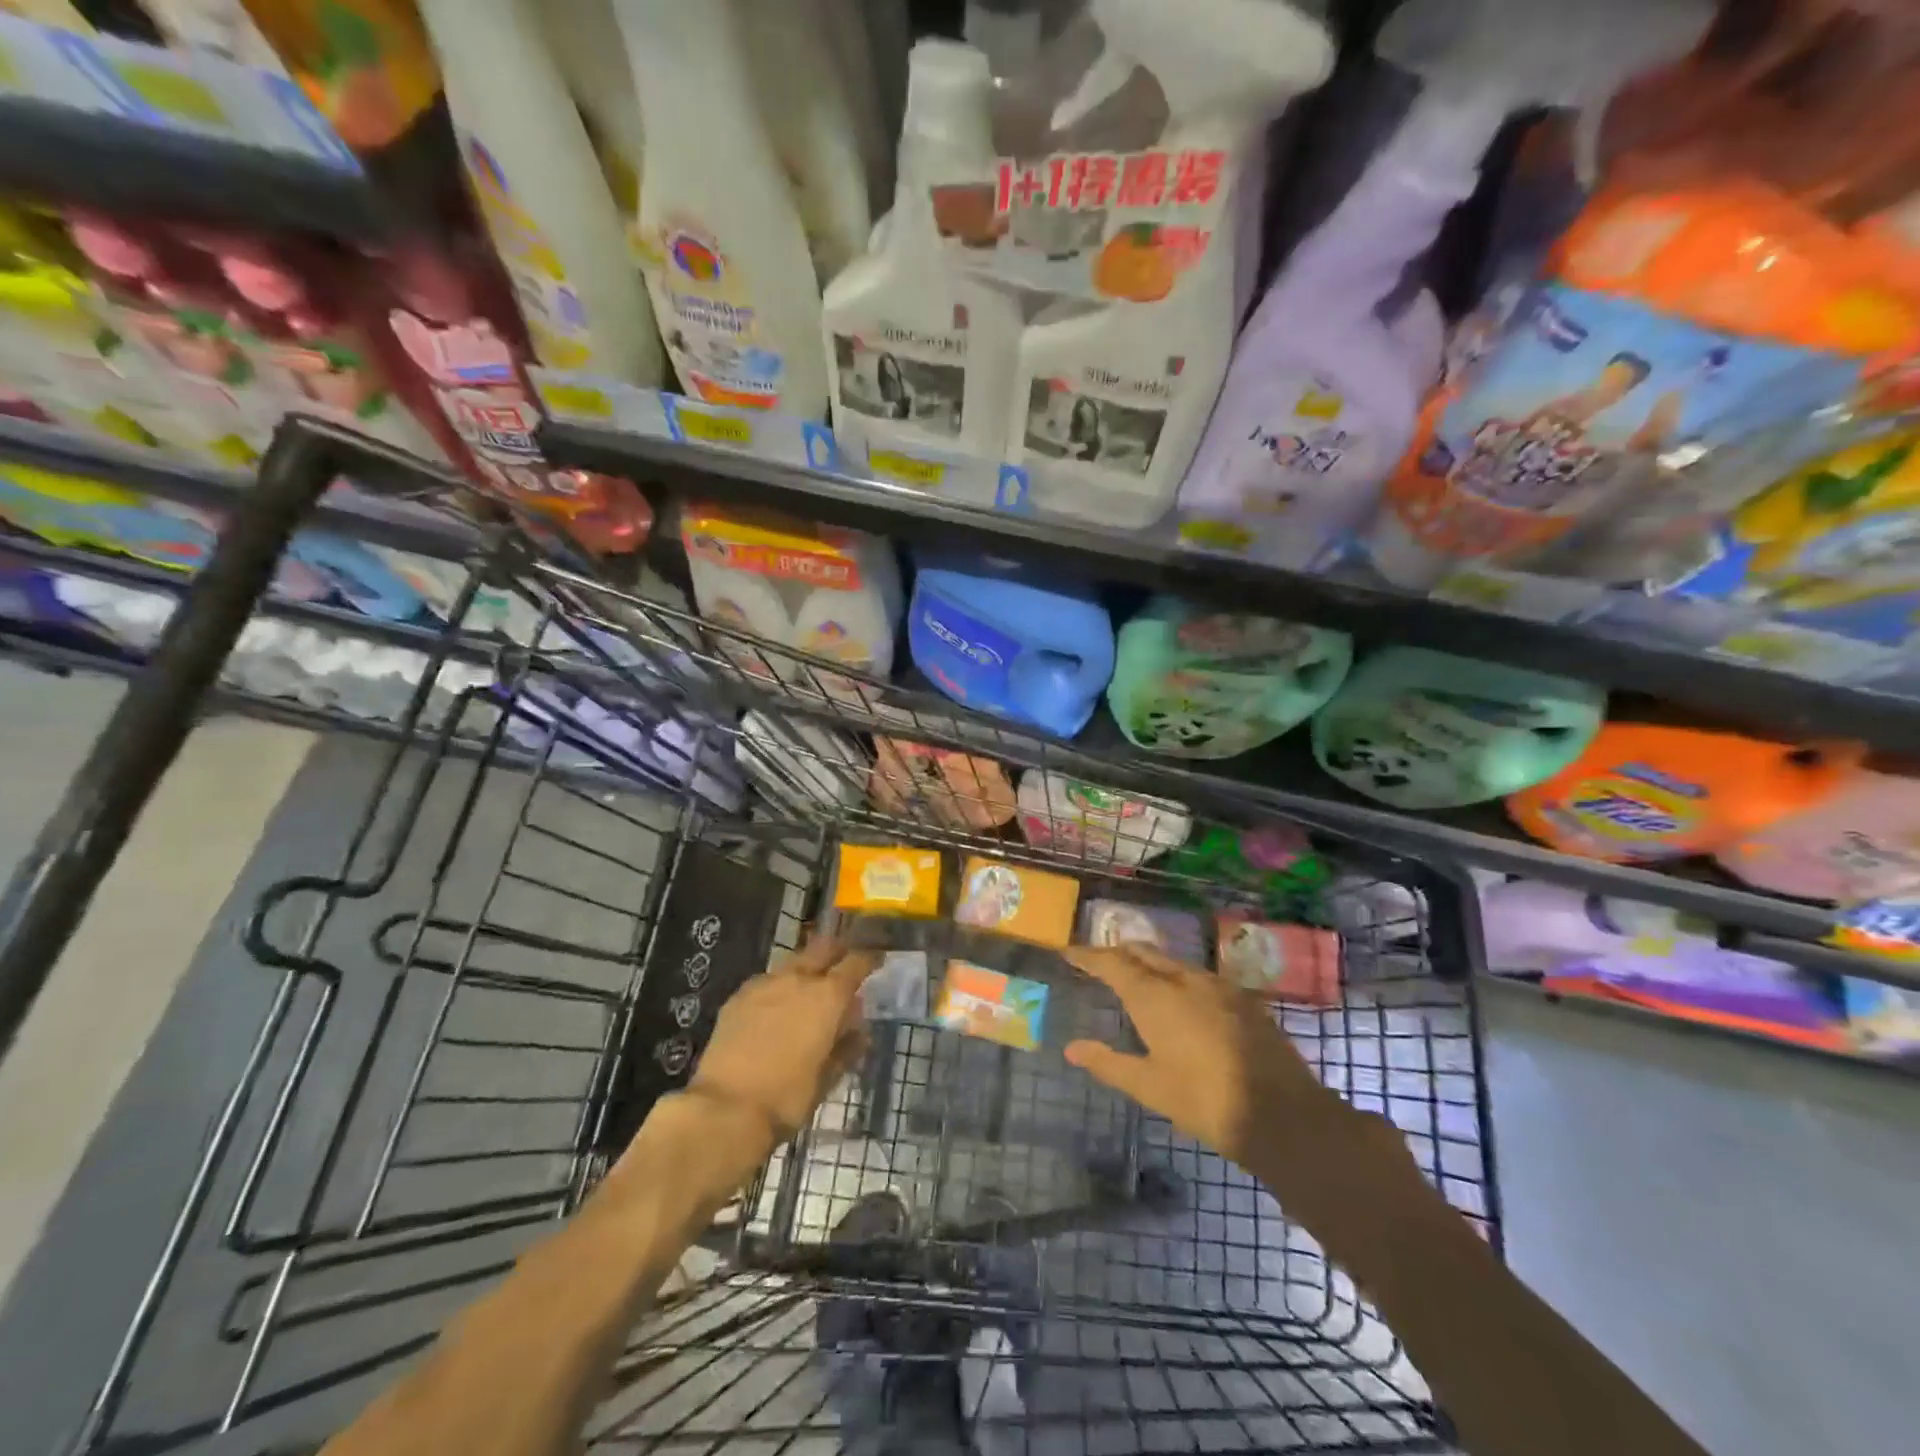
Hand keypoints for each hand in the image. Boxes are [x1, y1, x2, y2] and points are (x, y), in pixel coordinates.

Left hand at [685, 935, 876, 1145]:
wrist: (725, 1109)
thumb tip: (859, 1031)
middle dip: (838, 950)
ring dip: (806, 968)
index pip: (857, 962)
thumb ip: (846, 1048)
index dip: (870, 958)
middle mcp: (798, 978)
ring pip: (793, 962)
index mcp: (828, 996)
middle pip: (824, 947)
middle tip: (844, 962)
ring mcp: (765, 984)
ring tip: (808, 989)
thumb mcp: (828, 1078)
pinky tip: (775, 1007)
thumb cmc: (787, 1097)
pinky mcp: (738, 996)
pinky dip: (778, 987)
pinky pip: (767, 981)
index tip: (877, 959)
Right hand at [1062, 944, 1341, 1170]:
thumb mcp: (1149, 1086)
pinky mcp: (1242, 998)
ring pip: (1174, 962)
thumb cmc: (1204, 1101)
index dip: (1088, 956)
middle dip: (1119, 953)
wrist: (1282, 1113)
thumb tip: (1071, 1048)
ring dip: (1150, 963)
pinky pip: (1199, 976)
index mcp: (1155, 996)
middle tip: (1100, 961)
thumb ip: (1108, 1063)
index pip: (1112, 963)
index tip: (1069, 952)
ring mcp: (1218, 985)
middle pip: (1144, 952)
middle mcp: (1184, 979)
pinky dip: (1178, 977)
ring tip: (1137, 977)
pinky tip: (1181, 997)